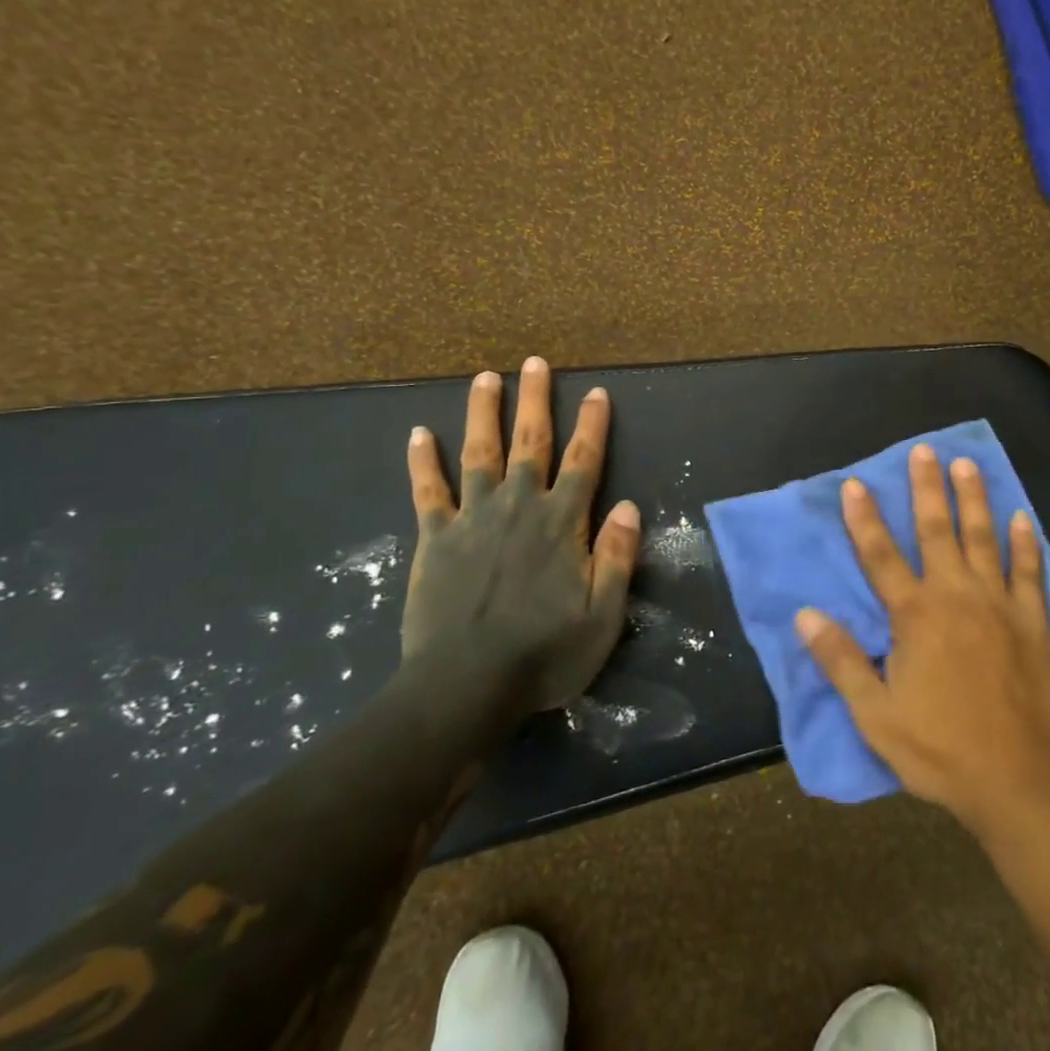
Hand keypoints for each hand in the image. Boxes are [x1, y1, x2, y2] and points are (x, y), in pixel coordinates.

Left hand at [400, 357, 641, 713]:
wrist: (464, 687)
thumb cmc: (544, 655)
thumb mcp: (603, 616)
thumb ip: (618, 558)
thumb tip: (631, 506)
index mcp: (561, 523)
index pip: (583, 461)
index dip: (592, 425)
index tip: (596, 392)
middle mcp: (518, 507)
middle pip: (530, 442)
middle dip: (535, 400)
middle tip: (534, 363)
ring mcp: (472, 518)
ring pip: (479, 452)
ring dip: (483, 412)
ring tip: (485, 377)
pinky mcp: (434, 538)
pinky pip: (427, 490)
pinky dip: (423, 460)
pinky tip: (418, 432)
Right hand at [796, 445, 1049, 832]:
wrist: (1019, 780)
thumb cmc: (939, 748)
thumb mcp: (875, 714)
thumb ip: (841, 660)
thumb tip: (806, 615)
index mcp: (915, 616)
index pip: (881, 556)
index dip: (864, 518)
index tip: (854, 483)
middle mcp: (957, 596)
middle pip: (937, 531)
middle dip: (927, 489)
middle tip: (925, 450)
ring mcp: (1000, 606)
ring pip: (984, 539)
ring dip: (974, 500)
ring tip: (968, 465)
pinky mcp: (1033, 623)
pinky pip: (1029, 572)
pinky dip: (1024, 543)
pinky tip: (1022, 518)